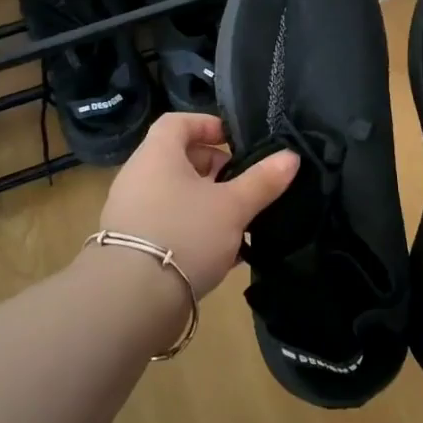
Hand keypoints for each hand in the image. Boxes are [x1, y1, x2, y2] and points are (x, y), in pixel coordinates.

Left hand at [96, 113, 298, 296]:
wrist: (131, 300)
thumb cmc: (185, 234)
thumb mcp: (233, 206)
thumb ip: (262, 181)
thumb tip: (291, 157)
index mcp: (157, 155)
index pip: (177, 122)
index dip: (207, 124)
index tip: (234, 141)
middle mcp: (138, 177)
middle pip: (178, 159)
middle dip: (214, 168)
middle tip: (242, 184)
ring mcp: (130, 212)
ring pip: (175, 195)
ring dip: (206, 203)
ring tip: (237, 221)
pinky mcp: (130, 246)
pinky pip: (167, 225)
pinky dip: (193, 230)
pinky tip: (221, 254)